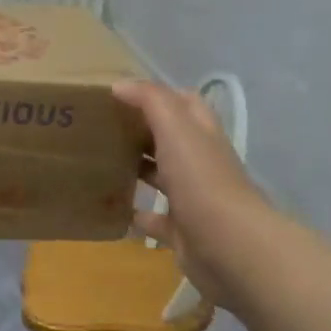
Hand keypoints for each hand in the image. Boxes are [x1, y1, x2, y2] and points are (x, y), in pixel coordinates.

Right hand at [113, 79, 269, 308]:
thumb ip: (151, 101)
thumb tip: (120, 84)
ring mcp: (193, 198)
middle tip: (102, 128)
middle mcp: (200, 163)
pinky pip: (155, 220)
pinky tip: (112, 208)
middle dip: (142, 132)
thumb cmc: (202, 180)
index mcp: (202, 134)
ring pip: (162, 177)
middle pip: (171, 140)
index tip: (120, 95)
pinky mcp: (182, 231)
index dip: (158, 96)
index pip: (184, 104)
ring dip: (138, 169)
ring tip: (101, 163)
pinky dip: (137, 213)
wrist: (229, 246)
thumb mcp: (176, 128)